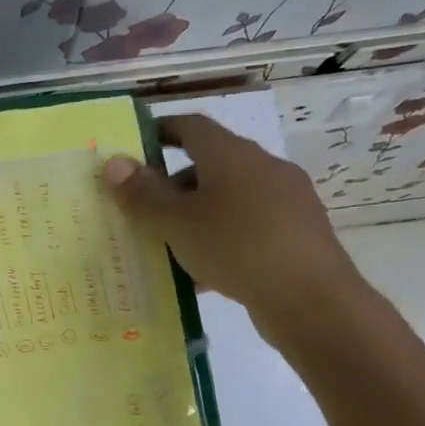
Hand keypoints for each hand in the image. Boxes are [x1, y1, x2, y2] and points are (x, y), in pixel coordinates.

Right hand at [101, 113, 367, 354]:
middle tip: (145, 212)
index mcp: (232, 154)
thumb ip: (143, 195)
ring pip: (230, 201)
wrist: (310, 298)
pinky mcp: (297, 234)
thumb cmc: (237, 247)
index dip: (162, 132)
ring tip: (170, 248)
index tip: (136, 148)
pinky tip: (205, 275)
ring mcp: (286, 201)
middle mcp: (263, 167)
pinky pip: (249, 229)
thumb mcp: (178, 223)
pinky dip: (222, 241)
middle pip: (211, 165)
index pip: (192, 127)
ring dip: (198, 217)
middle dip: (175, 186)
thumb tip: (113, 163)